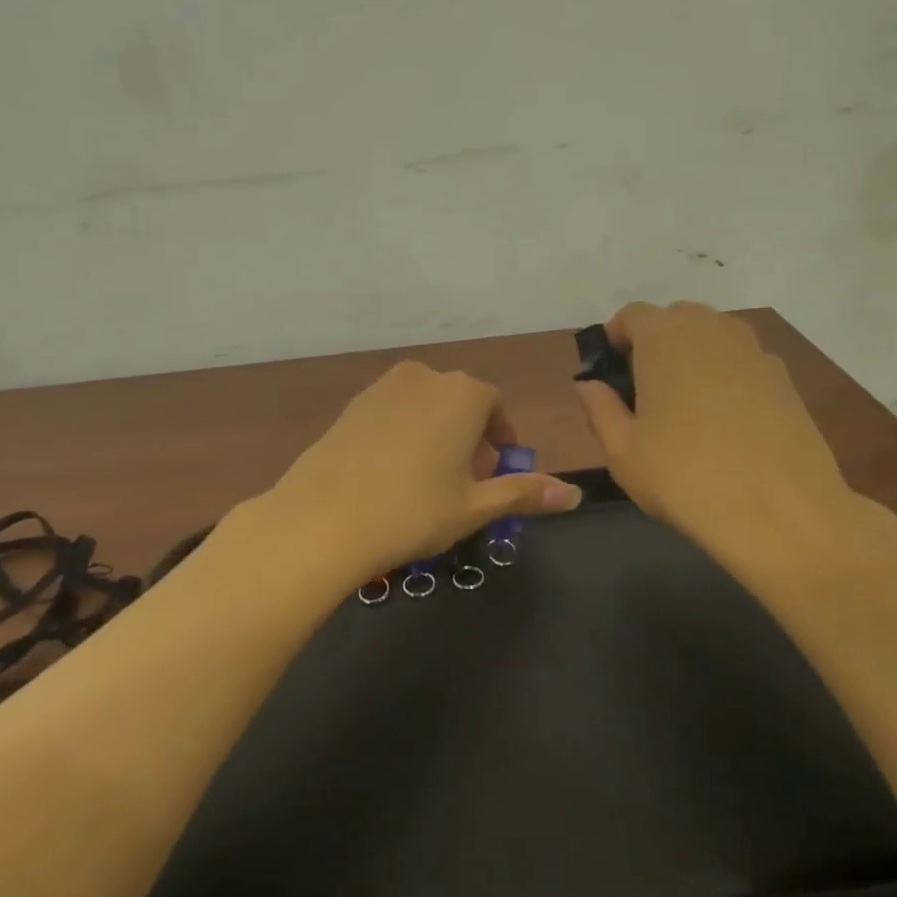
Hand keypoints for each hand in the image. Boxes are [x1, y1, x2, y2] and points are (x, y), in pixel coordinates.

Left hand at [259, 359, 582, 582]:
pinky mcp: (352, 404)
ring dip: (438, 433)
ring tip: (429, 480)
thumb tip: (574, 494)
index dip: (501, 440)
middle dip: (471, 438)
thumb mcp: (475, 507)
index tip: (496, 473)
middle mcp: (425, 378)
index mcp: (463, 394)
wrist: (322, 518)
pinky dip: (404, 433)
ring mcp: (383, 387)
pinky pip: (394, 412)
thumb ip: (524, 493)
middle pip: (461, 403)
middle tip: (465, 483)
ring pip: (426, 406)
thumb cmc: (412, 511)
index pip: (496, 406)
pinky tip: (391, 474)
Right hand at [573, 302, 856, 568]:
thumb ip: (599, 408)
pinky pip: (743, 364)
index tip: (610, 374)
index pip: (632, 315)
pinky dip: (728, 379)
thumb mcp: (622, 451)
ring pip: (713, 339)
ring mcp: (755, 351)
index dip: (616, 339)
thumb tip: (589, 385)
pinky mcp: (786, 378)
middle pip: (675, 320)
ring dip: (693, 359)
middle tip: (645, 393)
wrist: (782, 513)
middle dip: (655, 345)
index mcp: (665, 337)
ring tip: (686, 409)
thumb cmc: (684, 477)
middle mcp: (712, 329)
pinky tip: (727, 426)